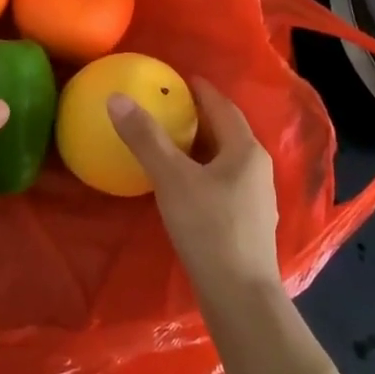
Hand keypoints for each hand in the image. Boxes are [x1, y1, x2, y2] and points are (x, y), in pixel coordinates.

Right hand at [107, 79, 282, 305]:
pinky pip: (222, 183)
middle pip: (226, 132)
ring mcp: (256, 198)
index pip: (222, 107)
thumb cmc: (209, 228)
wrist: (239, 294)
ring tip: (170, 142)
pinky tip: (182, 184)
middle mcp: (257, 169)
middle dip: (199, 118)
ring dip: (200, 146)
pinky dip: (201, 172)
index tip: (179, 79)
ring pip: (225, 160)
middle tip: (167, 108)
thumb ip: (145, 138)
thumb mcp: (172, 178)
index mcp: (245, 150)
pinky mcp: (247, 223)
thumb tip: (117, 98)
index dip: (200, 90)